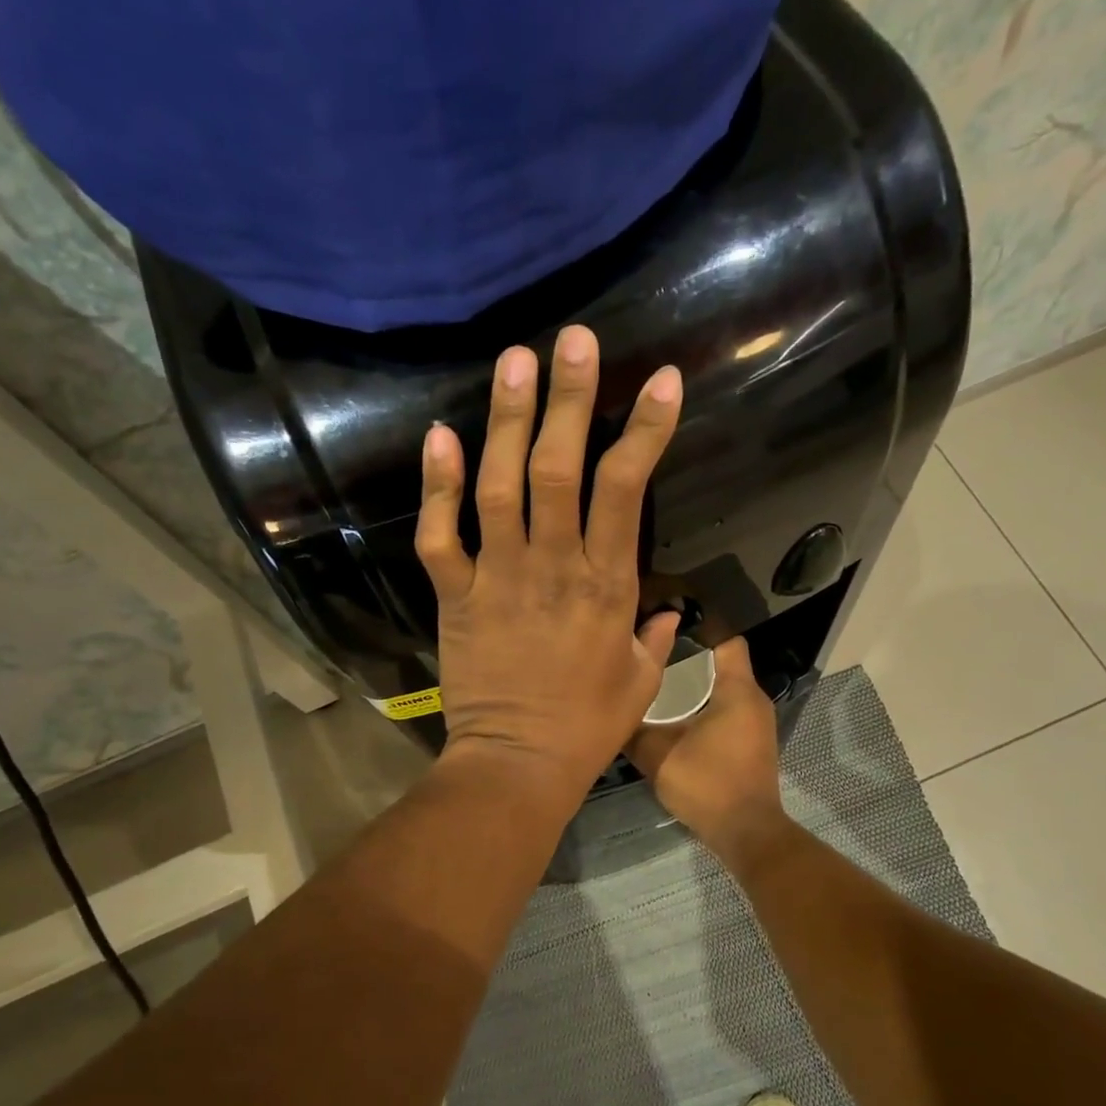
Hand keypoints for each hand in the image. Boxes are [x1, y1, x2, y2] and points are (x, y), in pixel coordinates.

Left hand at [416, 325, 681, 810]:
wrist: (518, 764)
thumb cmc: (586, 728)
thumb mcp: (641, 683)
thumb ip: (655, 637)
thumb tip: (669, 610)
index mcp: (607, 585)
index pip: (628, 490)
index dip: (644, 430)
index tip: (660, 380)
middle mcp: (554, 566)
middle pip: (560, 468)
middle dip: (569, 399)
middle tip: (573, 341)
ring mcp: (499, 578)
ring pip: (500, 486)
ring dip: (506, 421)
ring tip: (513, 362)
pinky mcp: (456, 596)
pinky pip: (441, 536)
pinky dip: (436, 487)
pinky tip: (438, 436)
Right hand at [626, 638, 788, 866]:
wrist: (746, 832)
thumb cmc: (707, 784)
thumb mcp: (658, 755)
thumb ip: (633, 730)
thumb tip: (613, 710)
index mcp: (737, 690)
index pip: (726, 639)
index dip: (699, 627)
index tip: (666, 625)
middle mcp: (753, 699)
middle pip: (722, 663)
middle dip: (689, 657)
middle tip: (651, 654)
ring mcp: (756, 722)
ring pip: (724, 688)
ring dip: (696, 684)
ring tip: (658, 681)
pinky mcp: (752, 742)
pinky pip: (728, 710)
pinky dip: (705, 706)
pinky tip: (676, 715)